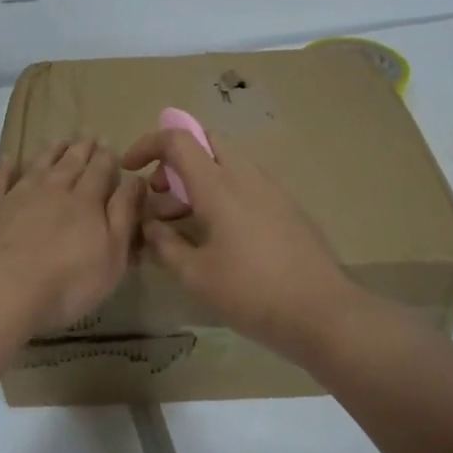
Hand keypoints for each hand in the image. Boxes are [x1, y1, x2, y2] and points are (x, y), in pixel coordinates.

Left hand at [0, 139, 143, 333]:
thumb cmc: (67, 282)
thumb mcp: (112, 255)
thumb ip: (124, 215)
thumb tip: (136, 180)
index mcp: (85, 202)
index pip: (100, 172)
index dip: (107, 158)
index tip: (110, 144)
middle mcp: (52, 191)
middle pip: (69, 163)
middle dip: (81, 148)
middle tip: (87, 134)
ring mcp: (16, 197)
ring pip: (37, 166)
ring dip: (50, 152)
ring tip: (58, 140)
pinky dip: (4, 168)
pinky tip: (8, 159)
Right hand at [121, 128, 355, 363]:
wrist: (322, 312)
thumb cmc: (250, 292)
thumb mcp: (194, 274)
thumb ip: (164, 244)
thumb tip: (149, 225)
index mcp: (218, 185)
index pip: (178, 140)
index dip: (148, 144)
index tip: (130, 168)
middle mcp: (246, 176)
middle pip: (205, 143)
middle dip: (174, 161)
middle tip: (160, 196)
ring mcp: (271, 189)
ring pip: (226, 164)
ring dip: (198, 180)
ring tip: (183, 223)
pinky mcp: (287, 207)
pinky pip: (245, 183)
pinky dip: (221, 193)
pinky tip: (217, 236)